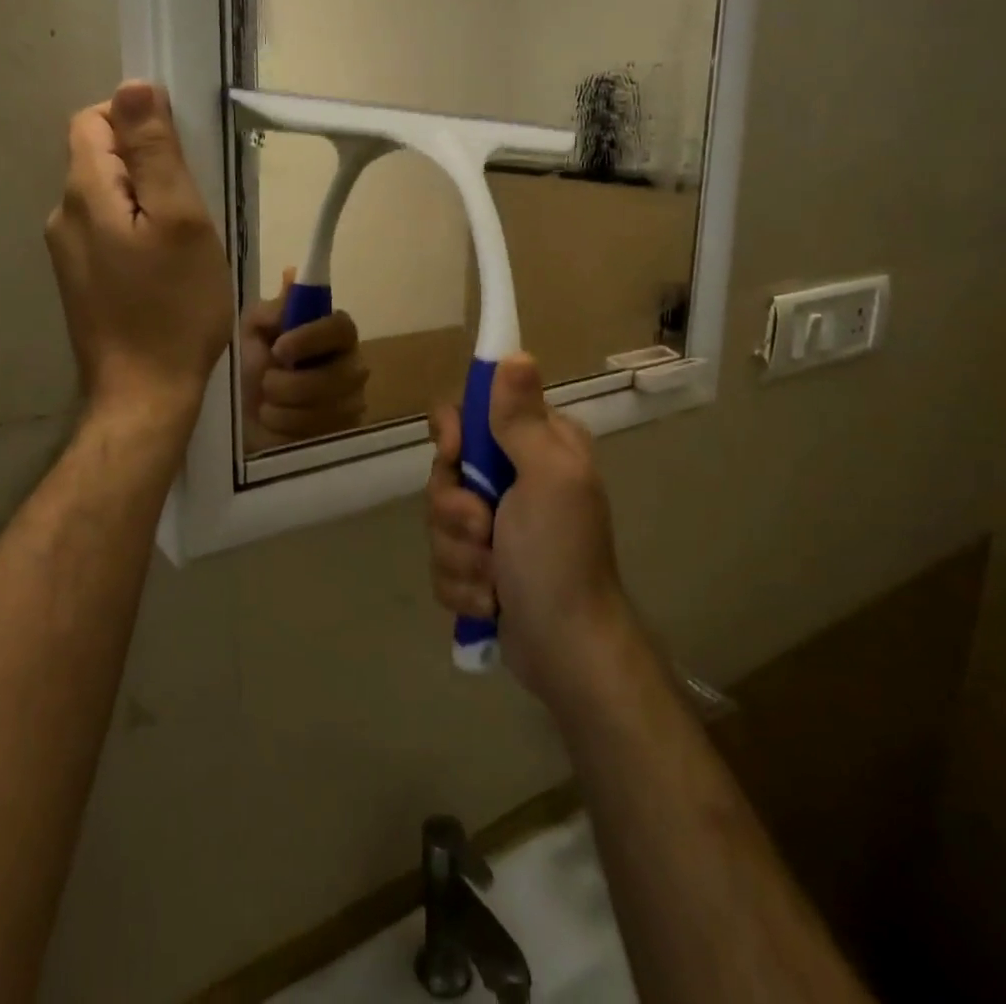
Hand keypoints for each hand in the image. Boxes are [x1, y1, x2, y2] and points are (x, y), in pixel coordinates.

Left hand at [45, 82, 233, 423]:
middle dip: (146, 165)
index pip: (95, 120)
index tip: (181, 155)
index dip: (137, 121)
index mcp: (85, 193)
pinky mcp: (81, 281)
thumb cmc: (174, 307)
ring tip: (185, 240)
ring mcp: (68, 253)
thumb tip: (133, 86)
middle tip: (193, 206)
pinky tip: (166, 267)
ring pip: (108, 198)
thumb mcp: (180, 221)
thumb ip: (155, 152)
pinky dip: (137, 233)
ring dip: (145, 202)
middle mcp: (63, 216)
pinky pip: (108, 233)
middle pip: (100, 158)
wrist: (144, 394)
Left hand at [239, 270, 368, 448]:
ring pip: (326, 408)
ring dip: (283, 407)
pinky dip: (288, 428)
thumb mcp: (252, 333)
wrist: (241, 423)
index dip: (312, 337)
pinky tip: (277, 424)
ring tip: (268, 406)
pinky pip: (320, 433)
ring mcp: (352, 403)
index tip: (280, 348)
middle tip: (267, 384)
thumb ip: (272, 310)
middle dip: (290, 384)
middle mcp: (351, 367)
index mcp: (332, 336)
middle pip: (337, 375)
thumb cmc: (251, 371)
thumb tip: (292, 275)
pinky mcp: (345, 435)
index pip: (342, 327)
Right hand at [426, 354, 632, 709]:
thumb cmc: (559, 556)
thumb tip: (515, 354)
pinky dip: (463, 586)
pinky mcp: (480, 566)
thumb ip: (521, 418)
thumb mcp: (546, 477)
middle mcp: (515, 479)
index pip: (472, 413)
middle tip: (485, 531)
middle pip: (446, 471)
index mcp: (537, 447)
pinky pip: (443, 562)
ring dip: (460, 556)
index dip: (453, 434)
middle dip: (456, 511)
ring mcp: (496, 526)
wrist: (566, 651)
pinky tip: (490, 601)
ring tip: (493, 579)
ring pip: (439, 520)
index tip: (455, 456)